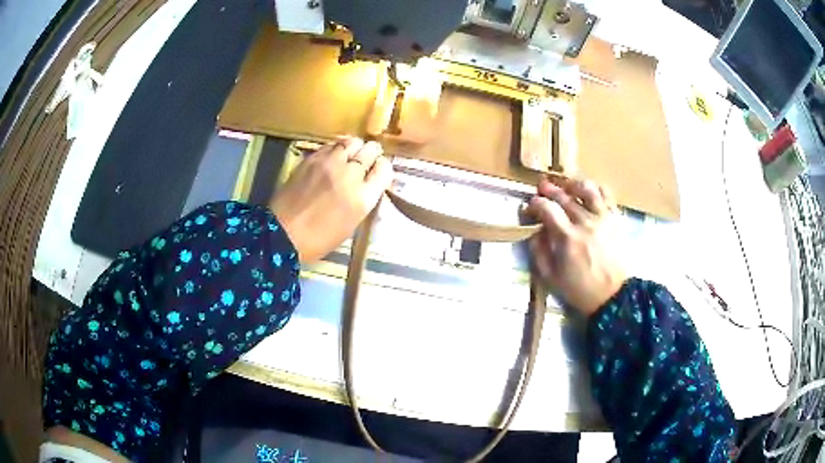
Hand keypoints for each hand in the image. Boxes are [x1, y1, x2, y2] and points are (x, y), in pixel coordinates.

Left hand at [271, 137, 392, 262]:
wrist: (283, 233)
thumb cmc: (319, 239)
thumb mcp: (351, 224)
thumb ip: (362, 200)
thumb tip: (366, 184)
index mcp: (363, 198)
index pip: (384, 170)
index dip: (382, 168)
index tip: (377, 170)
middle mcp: (350, 176)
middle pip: (370, 151)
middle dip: (371, 153)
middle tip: (367, 158)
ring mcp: (330, 164)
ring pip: (352, 142)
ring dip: (355, 147)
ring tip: (351, 153)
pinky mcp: (312, 159)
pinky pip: (332, 145)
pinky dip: (337, 147)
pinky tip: (335, 154)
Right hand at [527, 176, 625, 316]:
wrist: (614, 295)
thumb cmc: (581, 289)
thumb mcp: (551, 278)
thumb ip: (539, 253)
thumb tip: (535, 232)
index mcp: (567, 238)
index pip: (547, 209)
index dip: (535, 203)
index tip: (530, 206)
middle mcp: (585, 222)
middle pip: (564, 196)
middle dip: (549, 189)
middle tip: (542, 188)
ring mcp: (602, 218)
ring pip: (586, 189)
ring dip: (572, 184)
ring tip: (566, 186)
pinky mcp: (616, 218)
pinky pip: (606, 194)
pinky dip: (595, 188)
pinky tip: (588, 191)